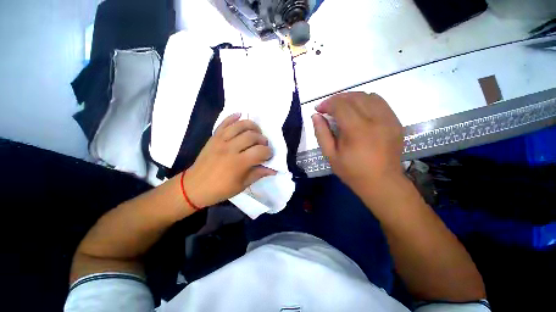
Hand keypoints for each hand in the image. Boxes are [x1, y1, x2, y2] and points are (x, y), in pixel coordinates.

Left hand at [183, 113, 275, 207]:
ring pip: (240, 126)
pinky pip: (224, 123)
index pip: (260, 151)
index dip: (268, 152)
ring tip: (256, 131)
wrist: (194, 186)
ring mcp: (221, 141)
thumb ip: (258, 174)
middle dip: (262, 139)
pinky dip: (232, 117)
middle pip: (252, 136)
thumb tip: (273, 170)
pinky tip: (240, 115)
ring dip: (252, 126)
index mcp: (239, 163)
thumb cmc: (220, 189)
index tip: (269, 155)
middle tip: (264, 144)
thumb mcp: (242, 185)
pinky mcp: (214, 137)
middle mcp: (231, 149)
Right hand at [312, 92, 403, 195]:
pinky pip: (380, 102)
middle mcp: (376, 120)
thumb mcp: (330, 155)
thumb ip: (321, 133)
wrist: (382, 182)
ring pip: (368, 96)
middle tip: (328, 107)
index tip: (319, 109)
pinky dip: (366, 101)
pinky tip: (358, 111)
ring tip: (342, 107)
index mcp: (357, 130)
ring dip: (352, 98)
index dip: (327, 104)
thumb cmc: (352, 171)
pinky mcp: (396, 122)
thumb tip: (315, 116)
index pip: (340, 105)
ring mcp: (389, 119)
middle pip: (355, 97)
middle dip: (337, 98)